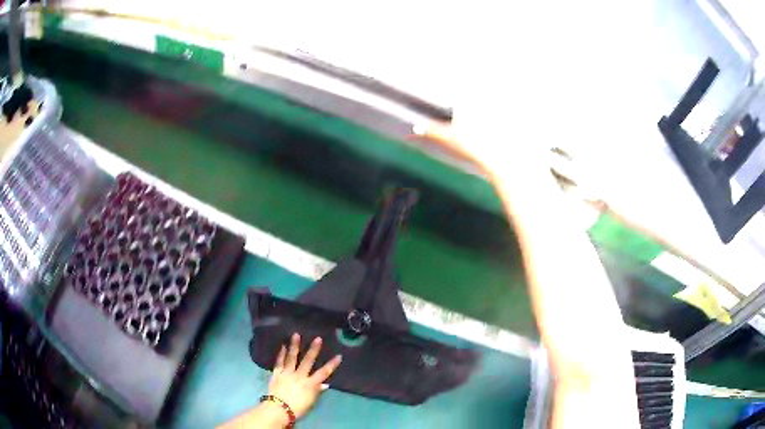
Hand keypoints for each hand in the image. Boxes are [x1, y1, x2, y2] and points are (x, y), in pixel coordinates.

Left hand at [268, 333, 341, 419]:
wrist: (279, 409)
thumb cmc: (297, 408)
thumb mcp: (311, 402)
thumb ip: (317, 391)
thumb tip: (325, 384)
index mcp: (310, 384)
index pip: (324, 372)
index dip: (332, 364)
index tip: (338, 355)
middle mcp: (299, 375)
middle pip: (308, 361)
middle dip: (313, 350)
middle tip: (318, 338)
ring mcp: (287, 373)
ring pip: (292, 357)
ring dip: (295, 346)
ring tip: (296, 335)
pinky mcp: (277, 373)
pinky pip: (279, 362)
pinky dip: (281, 354)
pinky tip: (283, 346)